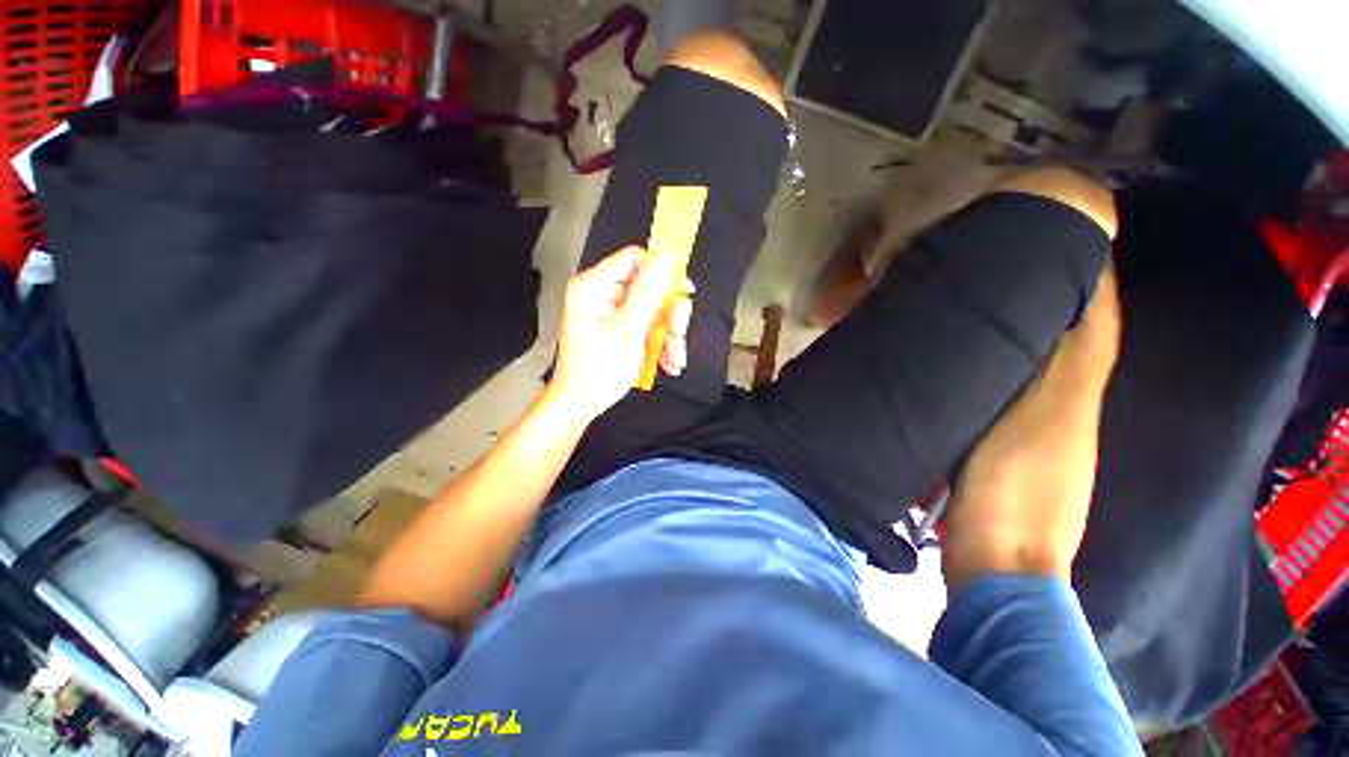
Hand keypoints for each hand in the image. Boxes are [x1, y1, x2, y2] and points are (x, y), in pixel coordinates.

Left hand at [549, 246, 693, 421]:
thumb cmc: (598, 371)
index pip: (636, 258)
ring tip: (675, 360)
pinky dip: (660, 343)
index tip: (685, 293)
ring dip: (669, 334)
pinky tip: (667, 363)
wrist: (580, 404)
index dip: (663, 272)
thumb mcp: (628, 330)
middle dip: (670, 315)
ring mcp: (610, 311)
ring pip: (654, 309)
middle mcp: (602, 293)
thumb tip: (668, 257)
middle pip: (650, 287)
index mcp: (594, 286)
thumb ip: (649, 293)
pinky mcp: (618, 327)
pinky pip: (648, 325)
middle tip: (678, 336)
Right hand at [942, 264, 1120, 589]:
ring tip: (983, 300)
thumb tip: (1063, 308)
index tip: (1068, 237)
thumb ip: (1053, 368)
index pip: (1091, 324)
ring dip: (1016, 330)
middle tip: (1011, 263)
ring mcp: (1027, 429)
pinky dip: (991, 366)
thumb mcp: (1036, 423)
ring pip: (1029, 364)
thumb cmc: (1014, 488)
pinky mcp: (995, 447)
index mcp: (1074, 395)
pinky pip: (1000, 390)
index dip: (1088, 282)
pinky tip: (964, 357)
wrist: (997, 560)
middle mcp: (1060, 406)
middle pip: (1062, 341)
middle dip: (1048, 299)